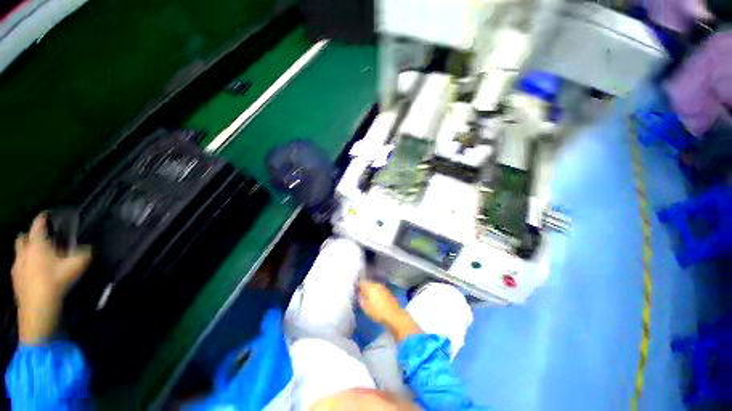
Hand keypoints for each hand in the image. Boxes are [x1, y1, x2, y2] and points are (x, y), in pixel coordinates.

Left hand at [12, 214, 90, 344]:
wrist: (38, 305)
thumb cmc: (56, 280)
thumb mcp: (77, 265)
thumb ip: (84, 253)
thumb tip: (88, 248)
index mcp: (37, 243)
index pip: (38, 224)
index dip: (42, 217)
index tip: (47, 214)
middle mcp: (24, 251)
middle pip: (23, 237)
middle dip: (29, 235)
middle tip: (40, 237)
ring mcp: (17, 265)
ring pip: (18, 252)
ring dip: (26, 250)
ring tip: (37, 255)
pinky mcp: (15, 278)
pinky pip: (18, 266)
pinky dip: (24, 264)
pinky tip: (33, 272)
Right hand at [357, 280, 402, 323]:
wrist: (394, 315)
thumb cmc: (377, 311)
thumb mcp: (365, 307)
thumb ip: (360, 298)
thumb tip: (358, 293)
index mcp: (370, 286)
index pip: (361, 282)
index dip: (357, 285)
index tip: (354, 289)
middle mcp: (377, 284)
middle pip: (368, 283)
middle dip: (364, 287)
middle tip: (360, 293)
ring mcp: (383, 287)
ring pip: (374, 286)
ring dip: (370, 290)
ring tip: (367, 296)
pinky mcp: (388, 292)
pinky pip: (379, 290)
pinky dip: (376, 292)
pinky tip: (375, 298)